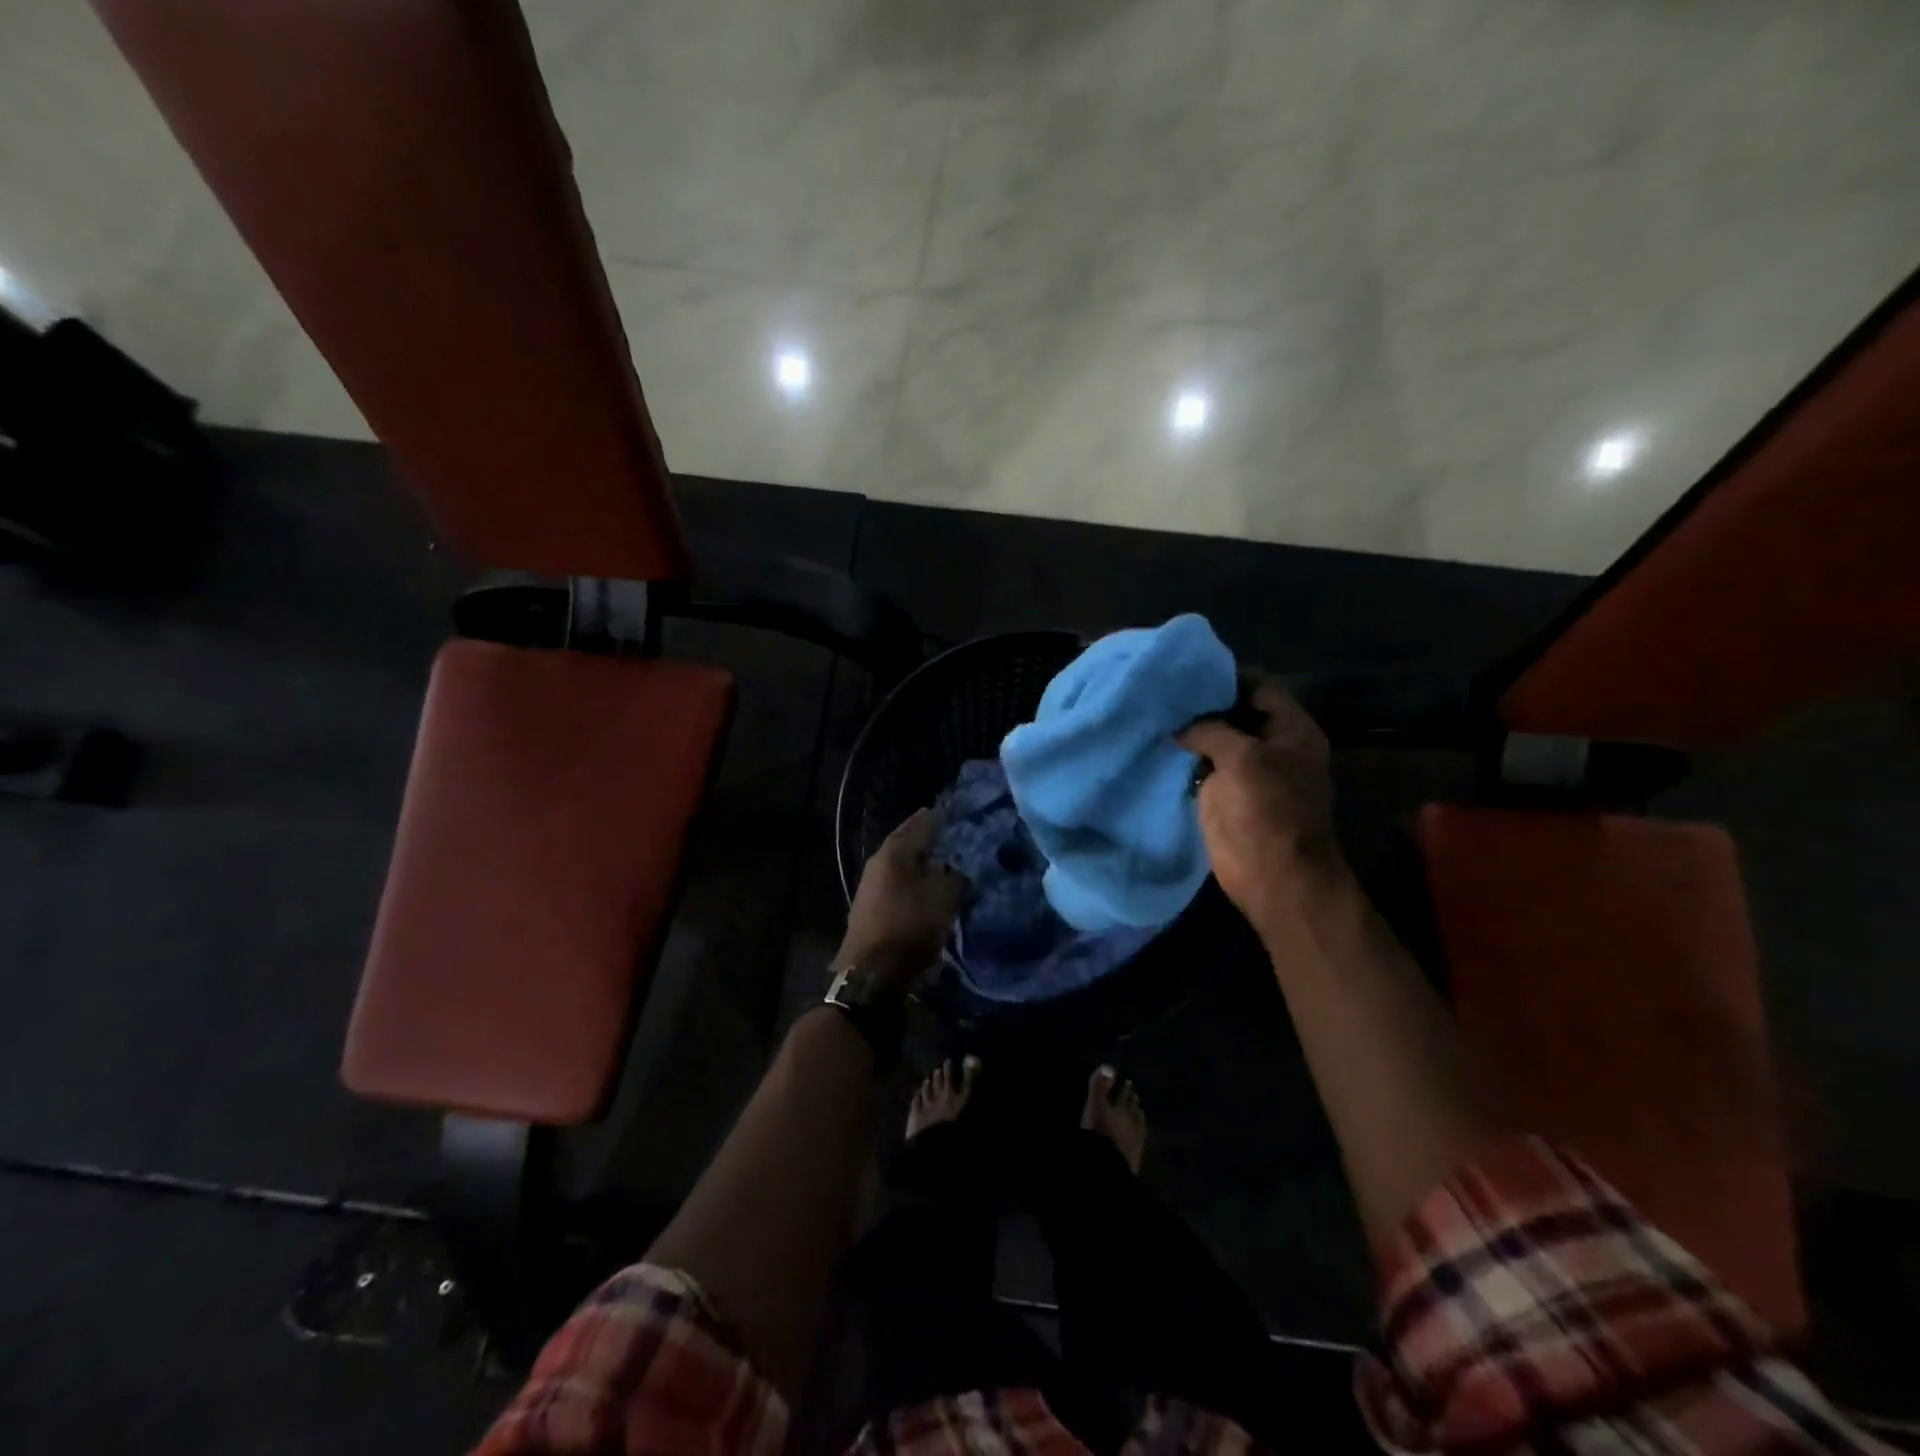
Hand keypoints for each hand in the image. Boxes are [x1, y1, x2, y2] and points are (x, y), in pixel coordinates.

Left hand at [835, 808, 962, 994]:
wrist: (871, 973)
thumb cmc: (909, 928)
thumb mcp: (943, 899)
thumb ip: (953, 878)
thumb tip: (954, 871)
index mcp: (894, 854)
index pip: (918, 826)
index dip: (935, 819)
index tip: (949, 811)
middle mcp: (877, 864)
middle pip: (903, 842)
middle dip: (921, 834)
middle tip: (940, 827)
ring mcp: (869, 887)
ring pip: (897, 863)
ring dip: (914, 858)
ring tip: (935, 855)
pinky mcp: (869, 909)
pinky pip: (894, 883)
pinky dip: (909, 878)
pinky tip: (920, 883)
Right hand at [1178, 677, 1339, 931]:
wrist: (1273, 876)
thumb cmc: (1266, 811)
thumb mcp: (1242, 758)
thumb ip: (1211, 729)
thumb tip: (1181, 725)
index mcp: (1291, 729)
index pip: (1258, 686)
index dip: (1224, 677)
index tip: (1186, 673)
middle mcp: (1272, 745)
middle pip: (1235, 712)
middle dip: (1201, 705)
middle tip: (1161, 693)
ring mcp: (1248, 772)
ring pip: (1216, 740)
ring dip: (1189, 732)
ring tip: (1152, 715)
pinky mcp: (1226, 795)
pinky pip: (1202, 768)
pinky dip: (1183, 759)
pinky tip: (1156, 747)